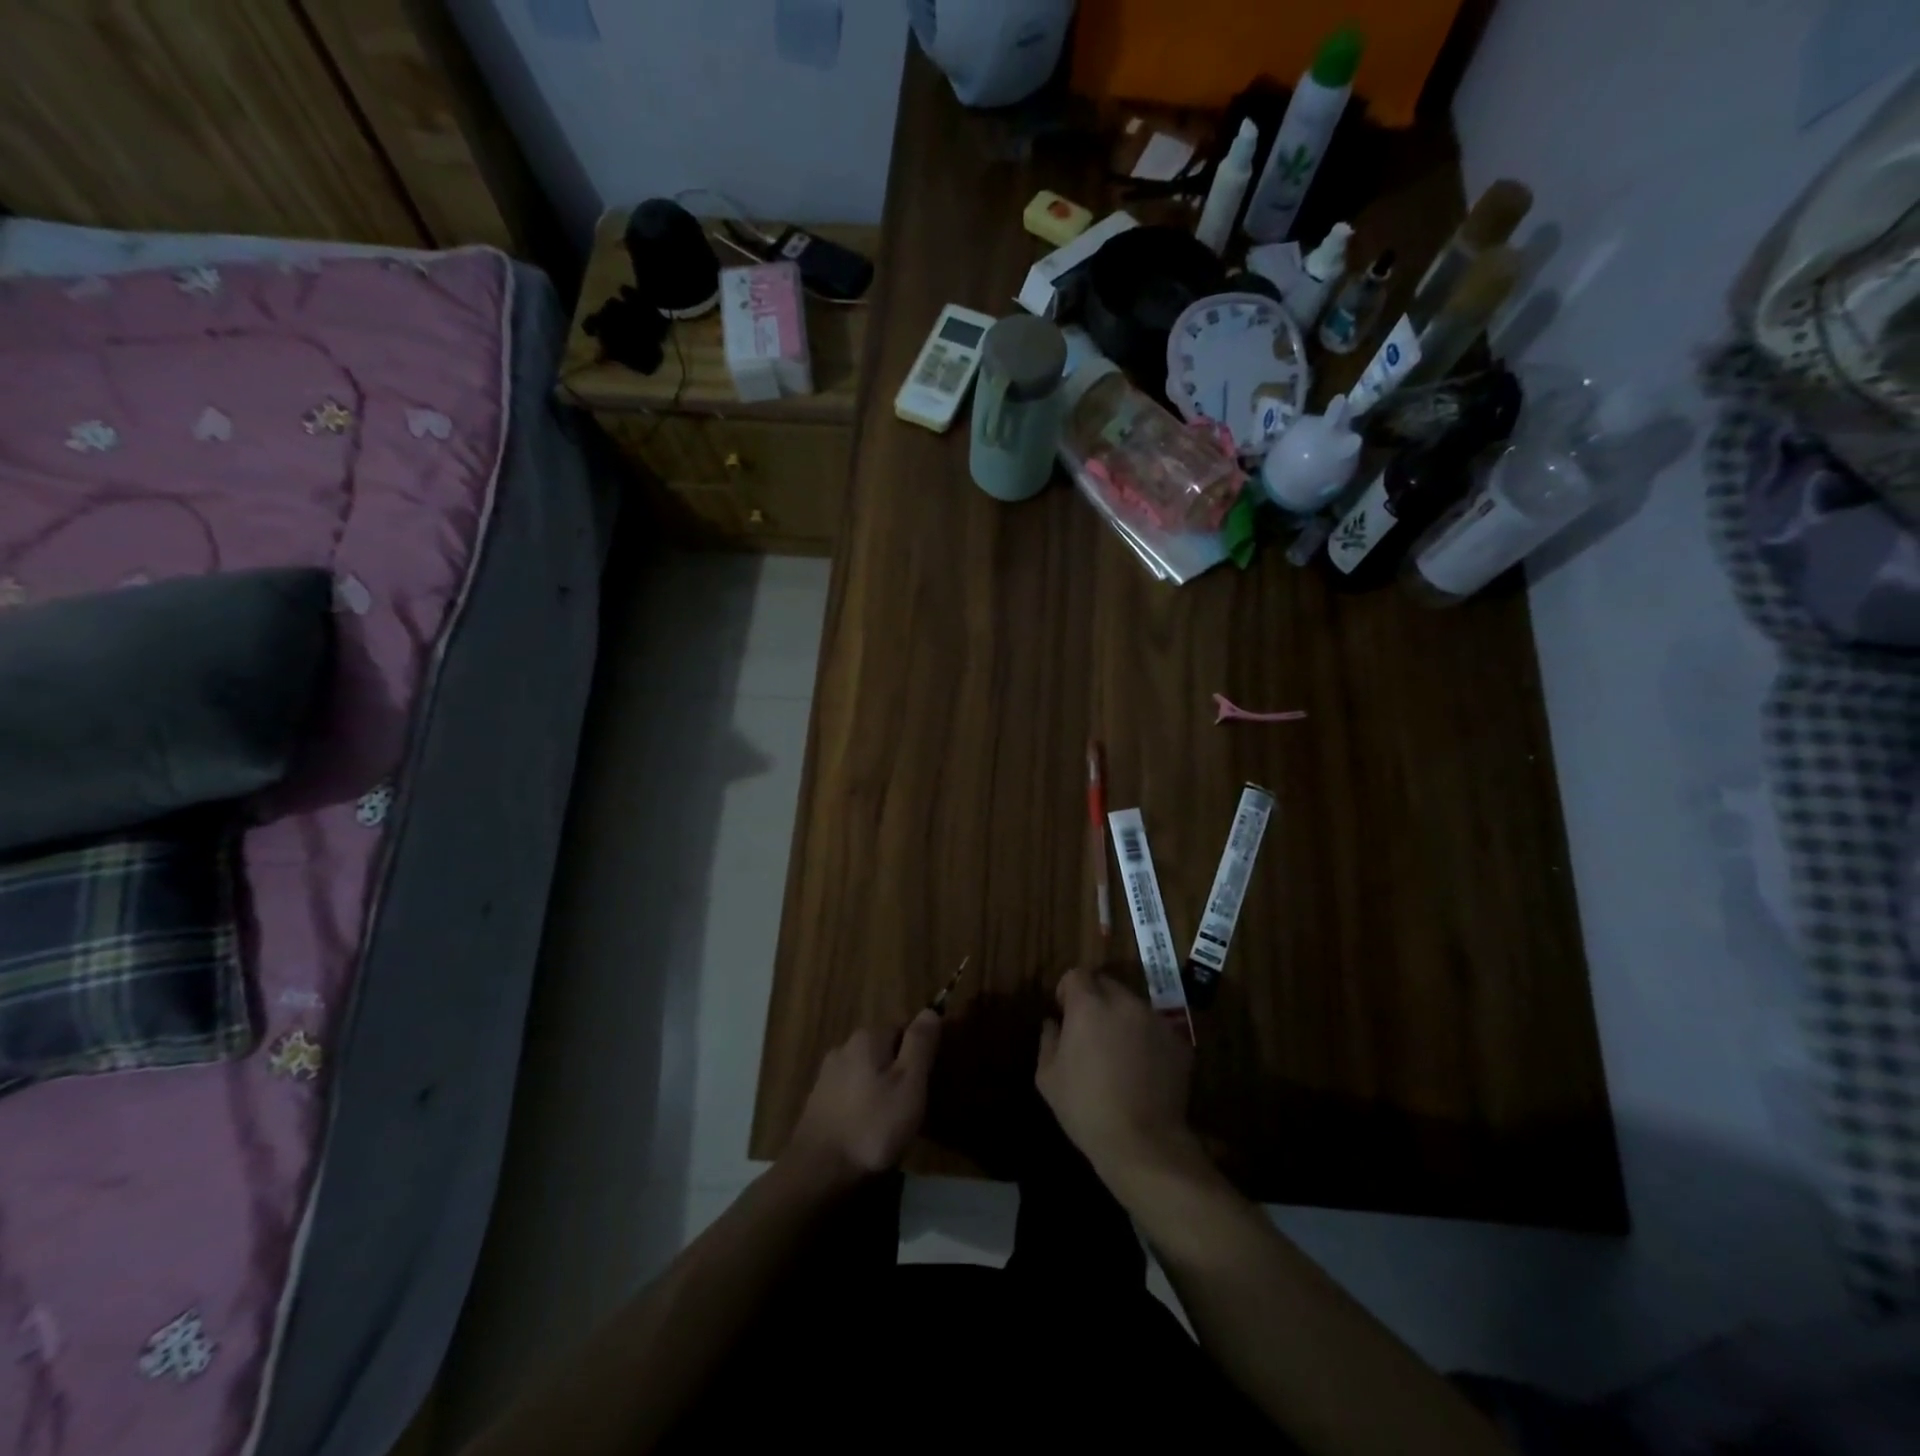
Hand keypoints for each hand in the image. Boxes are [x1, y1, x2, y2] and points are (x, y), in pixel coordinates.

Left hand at [786, 1011, 940, 1188]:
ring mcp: (827, 1074)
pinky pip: (850, 1091)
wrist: (819, 1171)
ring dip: (879, 1086)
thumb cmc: (873, 1125)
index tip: (927, 1080)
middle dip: (898, 1069)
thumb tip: (930, 1009)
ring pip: (865, 1070)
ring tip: (890, 1119)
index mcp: (868, 1038)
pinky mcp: (818, 1100)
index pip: (903, 1028)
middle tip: (912, 1103)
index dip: (919, 1052)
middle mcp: (844, 1047)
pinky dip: (861, 1102)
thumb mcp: (909, 1083)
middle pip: (883, 1049)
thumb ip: (920, 1044)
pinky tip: (866, 1127)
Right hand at [1036, 967, 1196, 1187]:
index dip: (1067, 991)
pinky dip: (1147, 1039)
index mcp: (1089, 1005)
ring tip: (1119, 1053)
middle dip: (1095, 1000)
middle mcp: (1125, 1002)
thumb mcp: (1047, 1077)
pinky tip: (1143, 1070)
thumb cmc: (1086, 1107)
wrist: (1143, 1142)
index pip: (1076, 974)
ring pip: (1133, 1006)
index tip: (1065, 1014)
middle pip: (1106, 984)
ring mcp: (1156, 1020)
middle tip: (1090, 1033)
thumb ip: (1048, 1040)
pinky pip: (1156, 1029)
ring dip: (1122, 1019)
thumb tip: (1053, 1022)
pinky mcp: (1179, 1042)